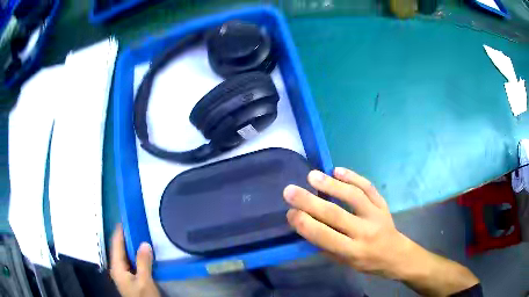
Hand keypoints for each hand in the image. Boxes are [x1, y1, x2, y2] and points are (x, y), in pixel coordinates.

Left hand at [110, 225, 160, 296]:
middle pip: (119, 248)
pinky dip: (135, 254)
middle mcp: (117, 268)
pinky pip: (130, 261)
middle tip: (137, 226)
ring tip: (141, 236)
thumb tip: (144, 243)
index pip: (115, 243)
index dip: (120, 231)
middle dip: (126, 237)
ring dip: (131, 245)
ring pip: (124, 254)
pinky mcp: (129, 277)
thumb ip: (143, 262)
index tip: (127, 219)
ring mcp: (122, 273)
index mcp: (117, 267)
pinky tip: (143, 253)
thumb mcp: (144, 281)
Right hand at [283, 168, 478, 295]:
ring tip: (313, 176)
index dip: (305, 225)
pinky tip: (338, 170)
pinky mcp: (383, 204)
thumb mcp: (345, 263)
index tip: (289, 213)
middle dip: (310, 202)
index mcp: (354, 252)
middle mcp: (365, 232)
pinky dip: (354, 177)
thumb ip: (327, 246)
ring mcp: (377, 215)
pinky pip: (368, 188)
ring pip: (354, 196)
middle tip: (290, 190)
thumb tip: (307, 227)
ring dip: (332, 185)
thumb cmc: (368, 263)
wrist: (397, 255)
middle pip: (336, 215)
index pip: (325, 237)